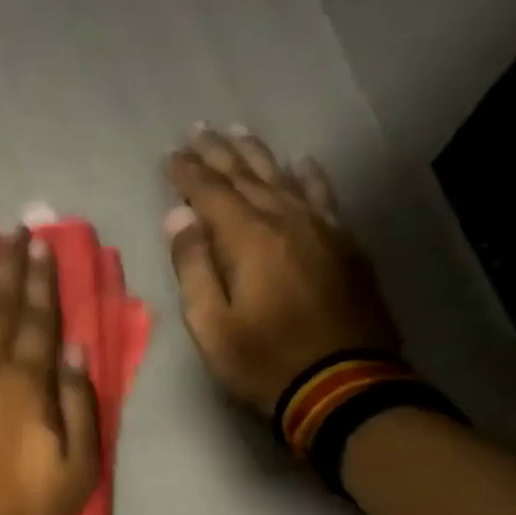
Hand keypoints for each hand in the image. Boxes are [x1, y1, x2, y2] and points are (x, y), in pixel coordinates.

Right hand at [163, 125, 398, 415]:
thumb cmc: (263, 361)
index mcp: (251, 241)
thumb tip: (179, 219)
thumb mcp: (211, 325)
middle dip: (220, 153)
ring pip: (286, 179)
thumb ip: (194, 268)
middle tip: (199, 130)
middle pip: (250, 177)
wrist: (341, 384)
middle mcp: (289, 222)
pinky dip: (309, 176)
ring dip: (259, 156)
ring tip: (239, 134)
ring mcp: (323, 230)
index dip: (189, 174)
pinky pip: (324, 197)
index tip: (171, 155)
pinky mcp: (345, 246)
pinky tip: (302, 163)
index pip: (212, 194)